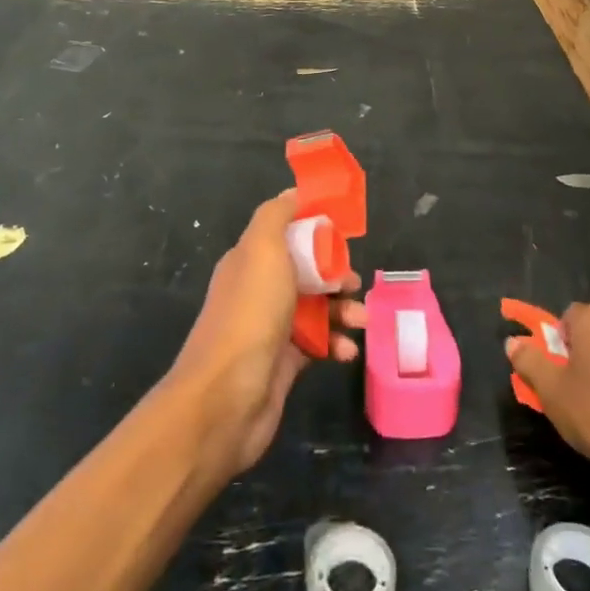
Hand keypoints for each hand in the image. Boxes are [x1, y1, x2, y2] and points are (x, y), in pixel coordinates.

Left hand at [167, 190, 364, 478]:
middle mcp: (258, 290)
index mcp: (249, 260)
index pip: (287, 234)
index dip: (315, 230)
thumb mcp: (262, 249)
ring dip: (342, 310)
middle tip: (355, 283)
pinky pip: (317, 344)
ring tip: (362, 321)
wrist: (226, 397)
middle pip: (306, 271)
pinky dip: (336, 344)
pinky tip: (347, 351)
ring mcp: (270, 328)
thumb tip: (293, 193)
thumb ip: (277, 216)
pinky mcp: (283, 363)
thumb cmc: (250, 314)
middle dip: (335, 274)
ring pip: (315, 308)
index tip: (344, 234)